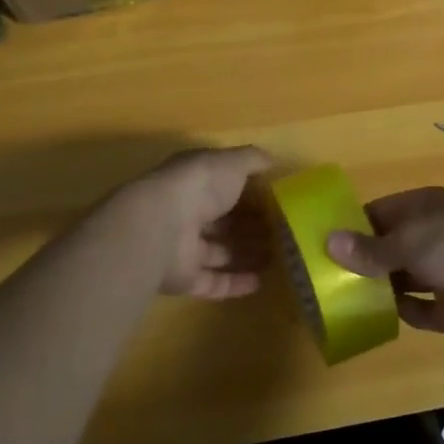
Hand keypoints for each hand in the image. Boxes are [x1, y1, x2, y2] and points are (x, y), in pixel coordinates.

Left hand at [108, 146, 274, 299]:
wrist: (161, 227)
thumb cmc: (199, 186)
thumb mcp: (232, 162)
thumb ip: (253, 160)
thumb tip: (272, 162)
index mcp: (194, 181)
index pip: (223, 186)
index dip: (250, 193)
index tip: (278, 202)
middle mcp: (186, 212)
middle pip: (222, 221)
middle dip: (251, 227)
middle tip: (283, 234)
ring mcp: (182, 247)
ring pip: (219, 252)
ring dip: (246, 255)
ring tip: (278, 258)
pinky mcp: (183, 278)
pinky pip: (212, 282)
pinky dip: (235, 284)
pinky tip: (260, 282)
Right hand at [326, 187, 443, 344]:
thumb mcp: (410, 240)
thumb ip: (371, 248)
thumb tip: (329, 242)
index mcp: (423, 209)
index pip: (379, 213)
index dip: (351, 226)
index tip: (321, 242)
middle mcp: (430, 237)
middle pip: (387, 247)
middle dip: (360, 260)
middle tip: (321, 276)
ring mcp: (441, 273)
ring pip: (399, 279)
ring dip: (375, 287)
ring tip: (336, 299)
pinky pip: (415, 309)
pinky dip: (397, 312)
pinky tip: (370, 317)